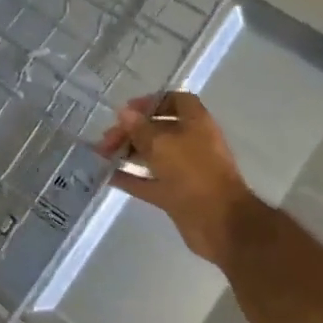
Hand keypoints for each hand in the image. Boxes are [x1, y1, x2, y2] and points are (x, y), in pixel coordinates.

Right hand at [95, 92, 260, 263]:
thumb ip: (140, 128)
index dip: (151, 102)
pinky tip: (108, 177)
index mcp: (196, 123)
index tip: (127, 110)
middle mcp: (191, 142)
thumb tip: (124, 112)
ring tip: (102, 155)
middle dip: (131, 131)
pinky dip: (131, 178)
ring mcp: (184, 170)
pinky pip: (149, 181)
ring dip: (128, 153)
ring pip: (152, 155)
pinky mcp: (176, 194)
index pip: (175, 100)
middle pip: (158, 129)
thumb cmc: (193, 173)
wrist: (219, 222)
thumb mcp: (162, 144)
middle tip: (106, 140)